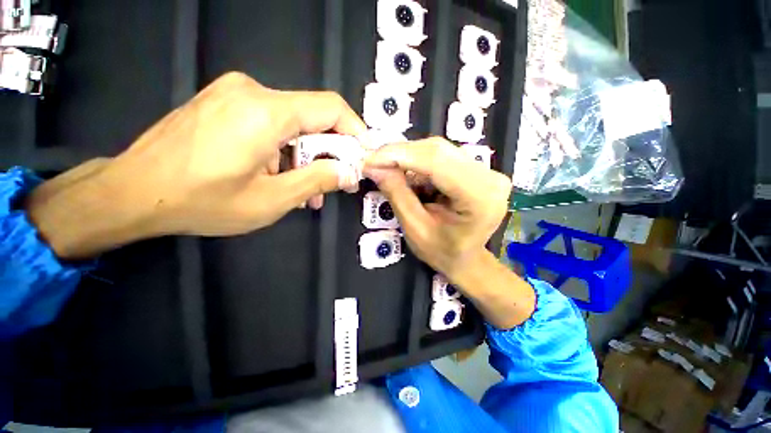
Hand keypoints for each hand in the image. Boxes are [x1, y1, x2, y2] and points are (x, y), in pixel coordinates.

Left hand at [27, 72, 365, 258]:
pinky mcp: (226, 103)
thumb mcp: (272, 199)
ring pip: (294, 124)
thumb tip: (350, 173)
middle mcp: (252, 92)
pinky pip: (272, 124)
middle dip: (331, 152)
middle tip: (336, 183)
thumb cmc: (201, 201)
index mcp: (266, 112)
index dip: (355, 131)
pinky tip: (283, 177)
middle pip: (313, 117)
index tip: (362, 156)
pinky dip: (287, 151)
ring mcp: (236, 94)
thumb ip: (318, 181)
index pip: (331, 108)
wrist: (132, 192)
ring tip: (308, 191)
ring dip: (307, 157)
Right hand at [365, 138, 534, 328]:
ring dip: (408, 157)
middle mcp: (490, 178)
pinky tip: (406, 173)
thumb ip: (396, 194)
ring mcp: (488, 171)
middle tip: (374, 163)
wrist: (466, 259)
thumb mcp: (415, 229)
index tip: (369, 159)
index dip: (399, 155)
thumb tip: (373, 165)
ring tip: (387, 169)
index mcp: (480, 198)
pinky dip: (419, 161)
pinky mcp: (479, 169)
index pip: (436, 162)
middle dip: (400, 154)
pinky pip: (443, 156)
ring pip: (439, 150)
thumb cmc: (442, 252)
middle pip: (438, 151)